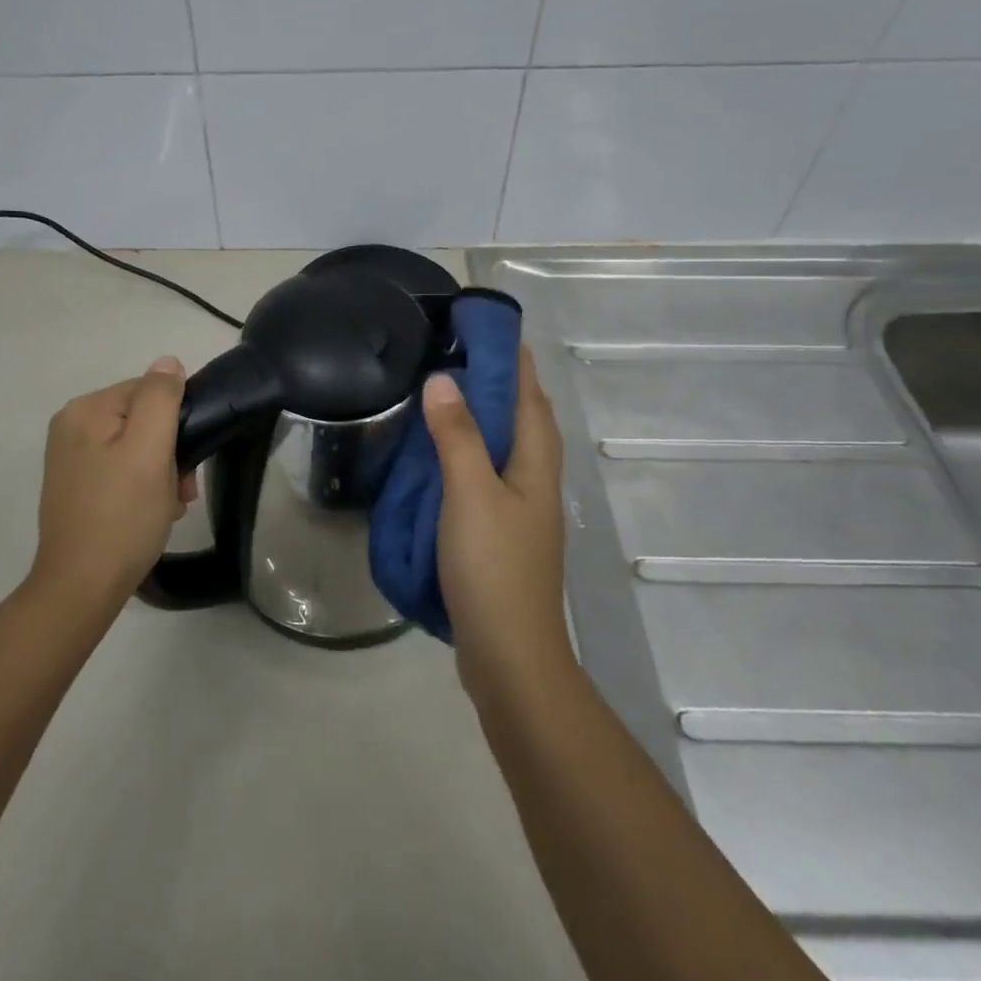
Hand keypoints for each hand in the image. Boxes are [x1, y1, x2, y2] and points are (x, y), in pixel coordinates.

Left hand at [29, 356, 194, 612]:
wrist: (80, 590)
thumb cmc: (122, 516)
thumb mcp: (149, 451)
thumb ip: (160, 399)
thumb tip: (168, 362)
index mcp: (85, 410)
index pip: (149, 392)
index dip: (177, 422)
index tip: (188, 462)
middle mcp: (72, 427)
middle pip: (142, 420)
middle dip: (170, 452)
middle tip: (182, 491)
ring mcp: (71, 459)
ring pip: (136, 447)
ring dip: (161, 472)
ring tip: (170, 507)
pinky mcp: (76, 487)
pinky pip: (121, 470)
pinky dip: (143, 487)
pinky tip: (152, 513)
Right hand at [422, 346, 569, 693]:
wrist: (510, 655)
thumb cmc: (493, 568)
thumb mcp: (470, 494)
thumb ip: (458, 435)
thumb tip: (444, 378)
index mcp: (536, 462)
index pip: (529, 393)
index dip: (512, 357)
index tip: (484, 325)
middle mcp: (536, 478)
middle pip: (524, 416)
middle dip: (499, 380)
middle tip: (457, 351)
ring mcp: (522, 507)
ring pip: (506, 444)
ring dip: (484, 413)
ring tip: (447, 391)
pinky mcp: (503, 530)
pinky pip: (489, 470)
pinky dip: (471, 448)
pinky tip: (444, 453)